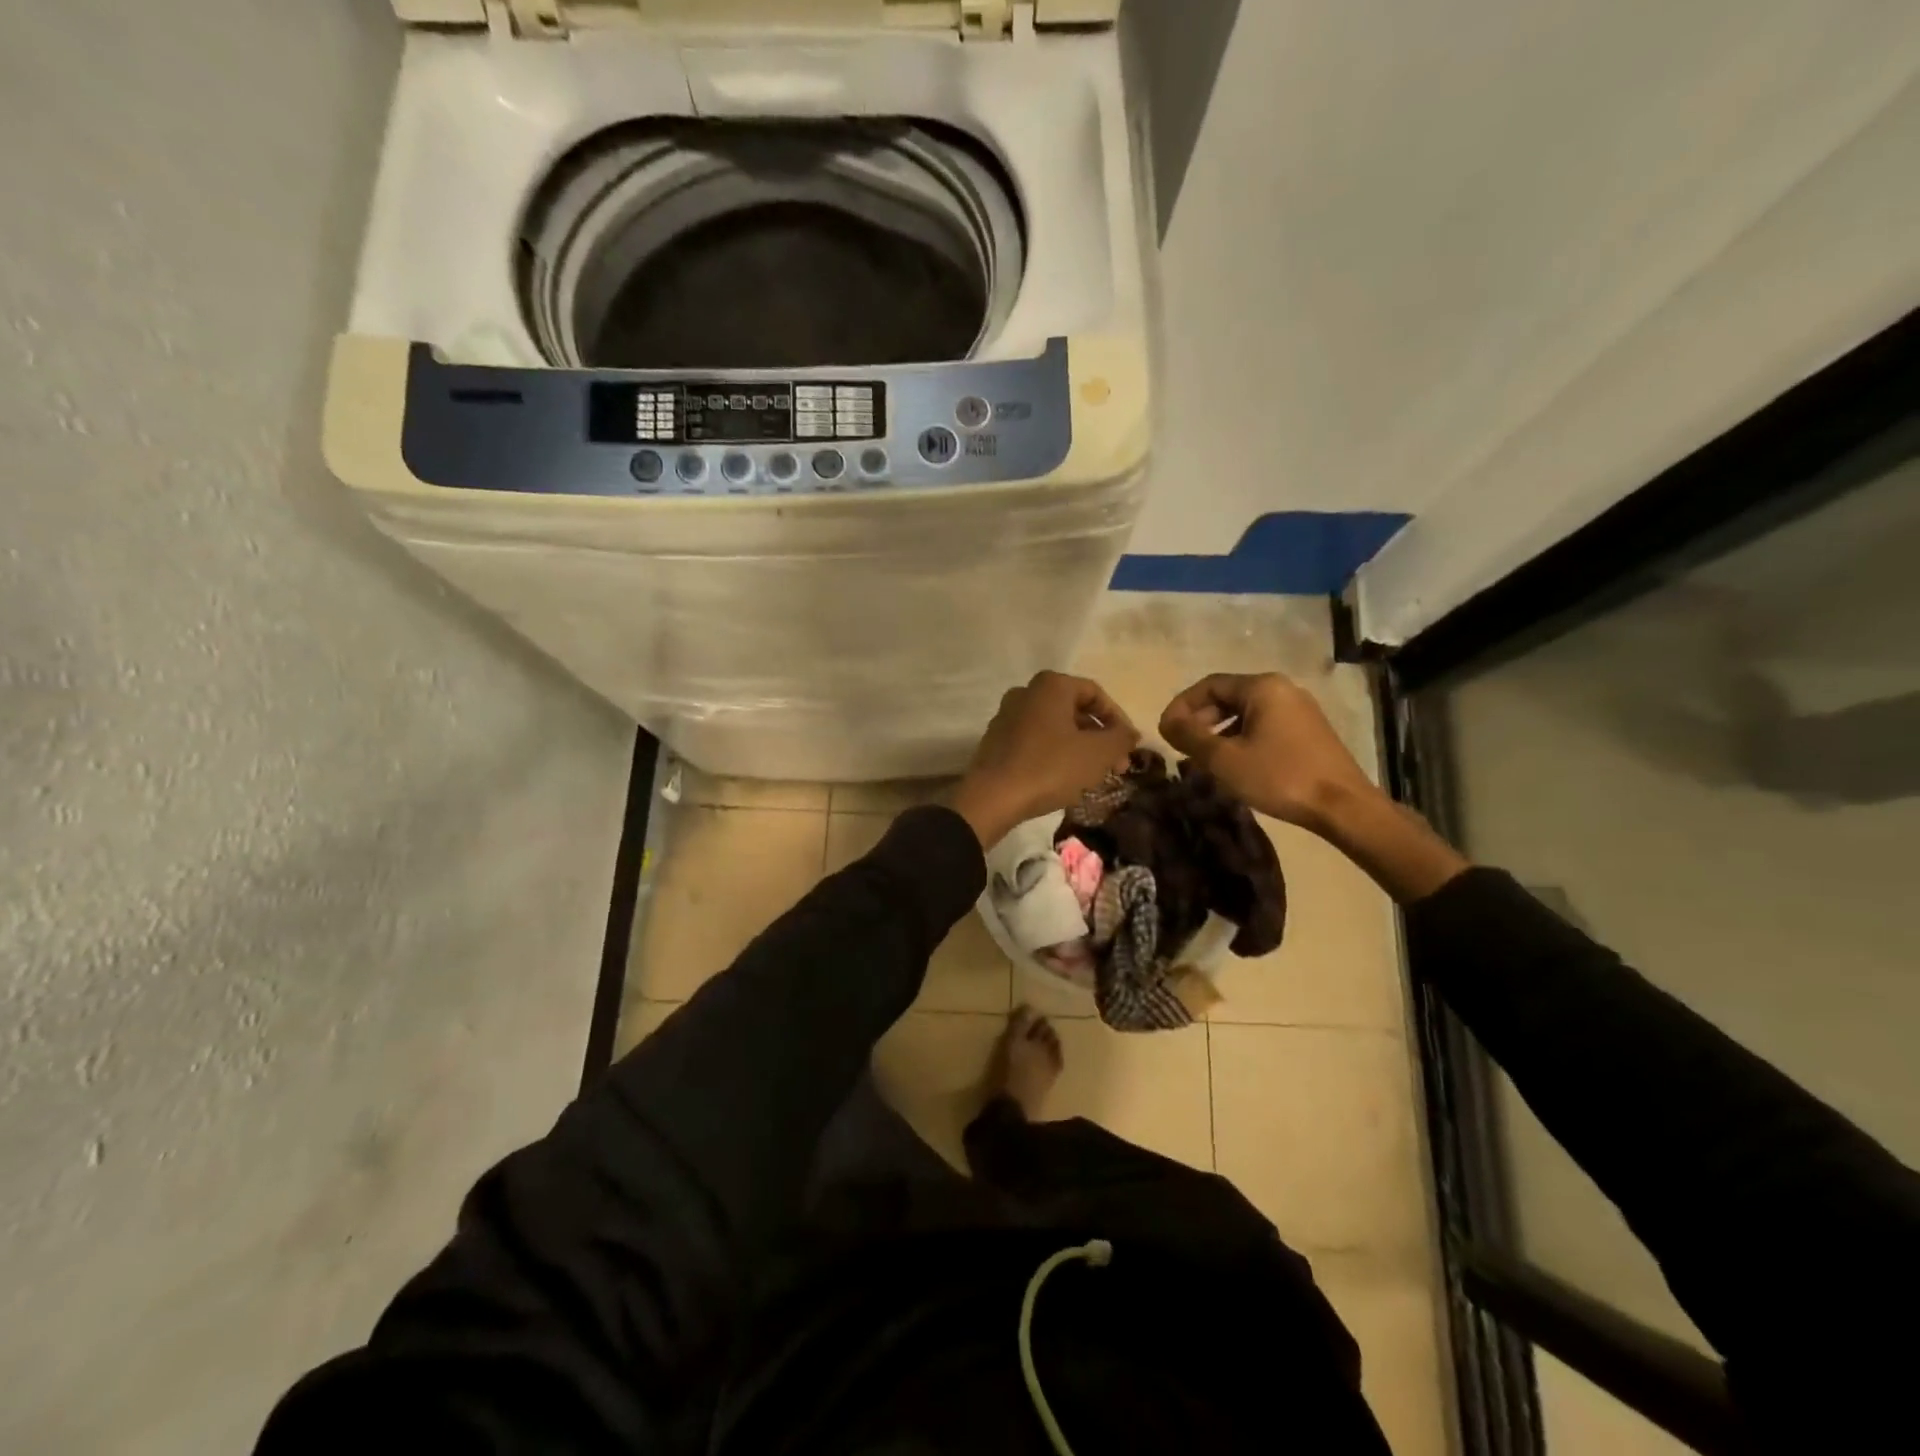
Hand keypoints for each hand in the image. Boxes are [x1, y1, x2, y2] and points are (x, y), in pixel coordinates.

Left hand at [950, 672, 1139, 848]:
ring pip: (1055, 727)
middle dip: (1099, 737)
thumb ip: (1121, 739)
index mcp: (1051, 685)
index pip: (1095, 694)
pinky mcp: (996, 740)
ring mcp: (1007, 715)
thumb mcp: (1097, 754)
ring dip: (1079, 747)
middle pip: (1074, 710)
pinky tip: (1065, 779)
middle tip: (1116, 765)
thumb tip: (1131, 733)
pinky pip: (1035, 740)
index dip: (1118, 719)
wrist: (992, 797)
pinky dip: (1055, 753)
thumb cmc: (1049, 768)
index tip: (1129, 746)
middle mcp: (1026, 692)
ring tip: (1094, 775)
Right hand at [1158, 672, 1377, 833]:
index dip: (1181, 706)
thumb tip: (1166, 722)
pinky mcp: (1308, 731)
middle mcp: (1282, 689)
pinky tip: (1233, 764)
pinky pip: (1264, 725)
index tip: (1165, 731)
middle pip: (1228, 696)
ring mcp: (1299, 709)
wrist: (1342, 806)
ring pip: (1245, 713)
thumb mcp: (1224, 759)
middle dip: (1199, 720)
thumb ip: (1190, 736)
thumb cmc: (1279, 777)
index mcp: (1262, 687)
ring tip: (1202, 758)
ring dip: (1218, 731)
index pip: (1208, 685)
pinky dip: (1241, 738)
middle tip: (1181, 745)